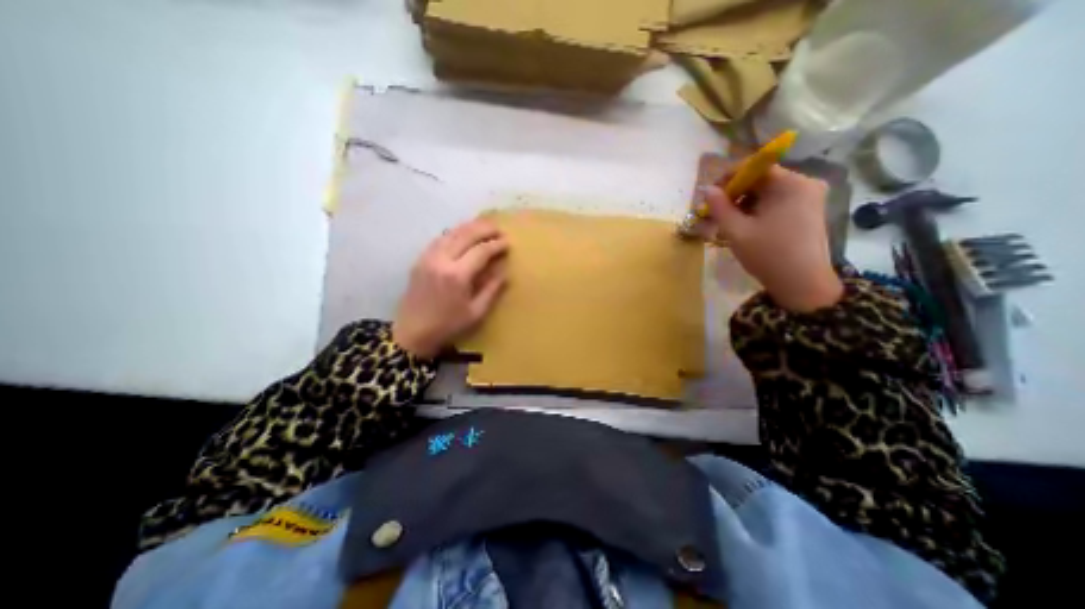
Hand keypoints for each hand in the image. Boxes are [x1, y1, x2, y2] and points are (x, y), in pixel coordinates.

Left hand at [392, 220, 511, 358]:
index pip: (481, 251)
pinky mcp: (420, 259)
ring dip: (469, 227)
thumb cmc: (448, 326)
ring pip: (451, 233)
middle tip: (499, 229)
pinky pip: (439, 239)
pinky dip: (454, 233)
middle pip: (465, 234)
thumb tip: (504, 272)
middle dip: (484, 229)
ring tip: (484, 226)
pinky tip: (463, 235)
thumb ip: (491, 290)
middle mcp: (441, 260)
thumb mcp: (476, 313)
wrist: (412, 333)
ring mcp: (428, 257)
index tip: (508, 243)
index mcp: (457, 275)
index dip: (496, 245)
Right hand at [700, 167, 842, 313]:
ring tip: (727, 223)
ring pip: (766, 192)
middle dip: (735, 193)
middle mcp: (804, 184)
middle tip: (716, 212)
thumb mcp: (736, 231)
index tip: (711, 194)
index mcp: (791, 184)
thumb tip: (706, 189)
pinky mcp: (807, 211)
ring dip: (743, 204)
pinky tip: (744, 227)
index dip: (729, 177)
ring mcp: (808, 198)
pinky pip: (776, 202)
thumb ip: (719, 207)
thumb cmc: (768, 255)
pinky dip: (757, 211)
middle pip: (761, 179)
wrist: (802, 283)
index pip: (756, 166)